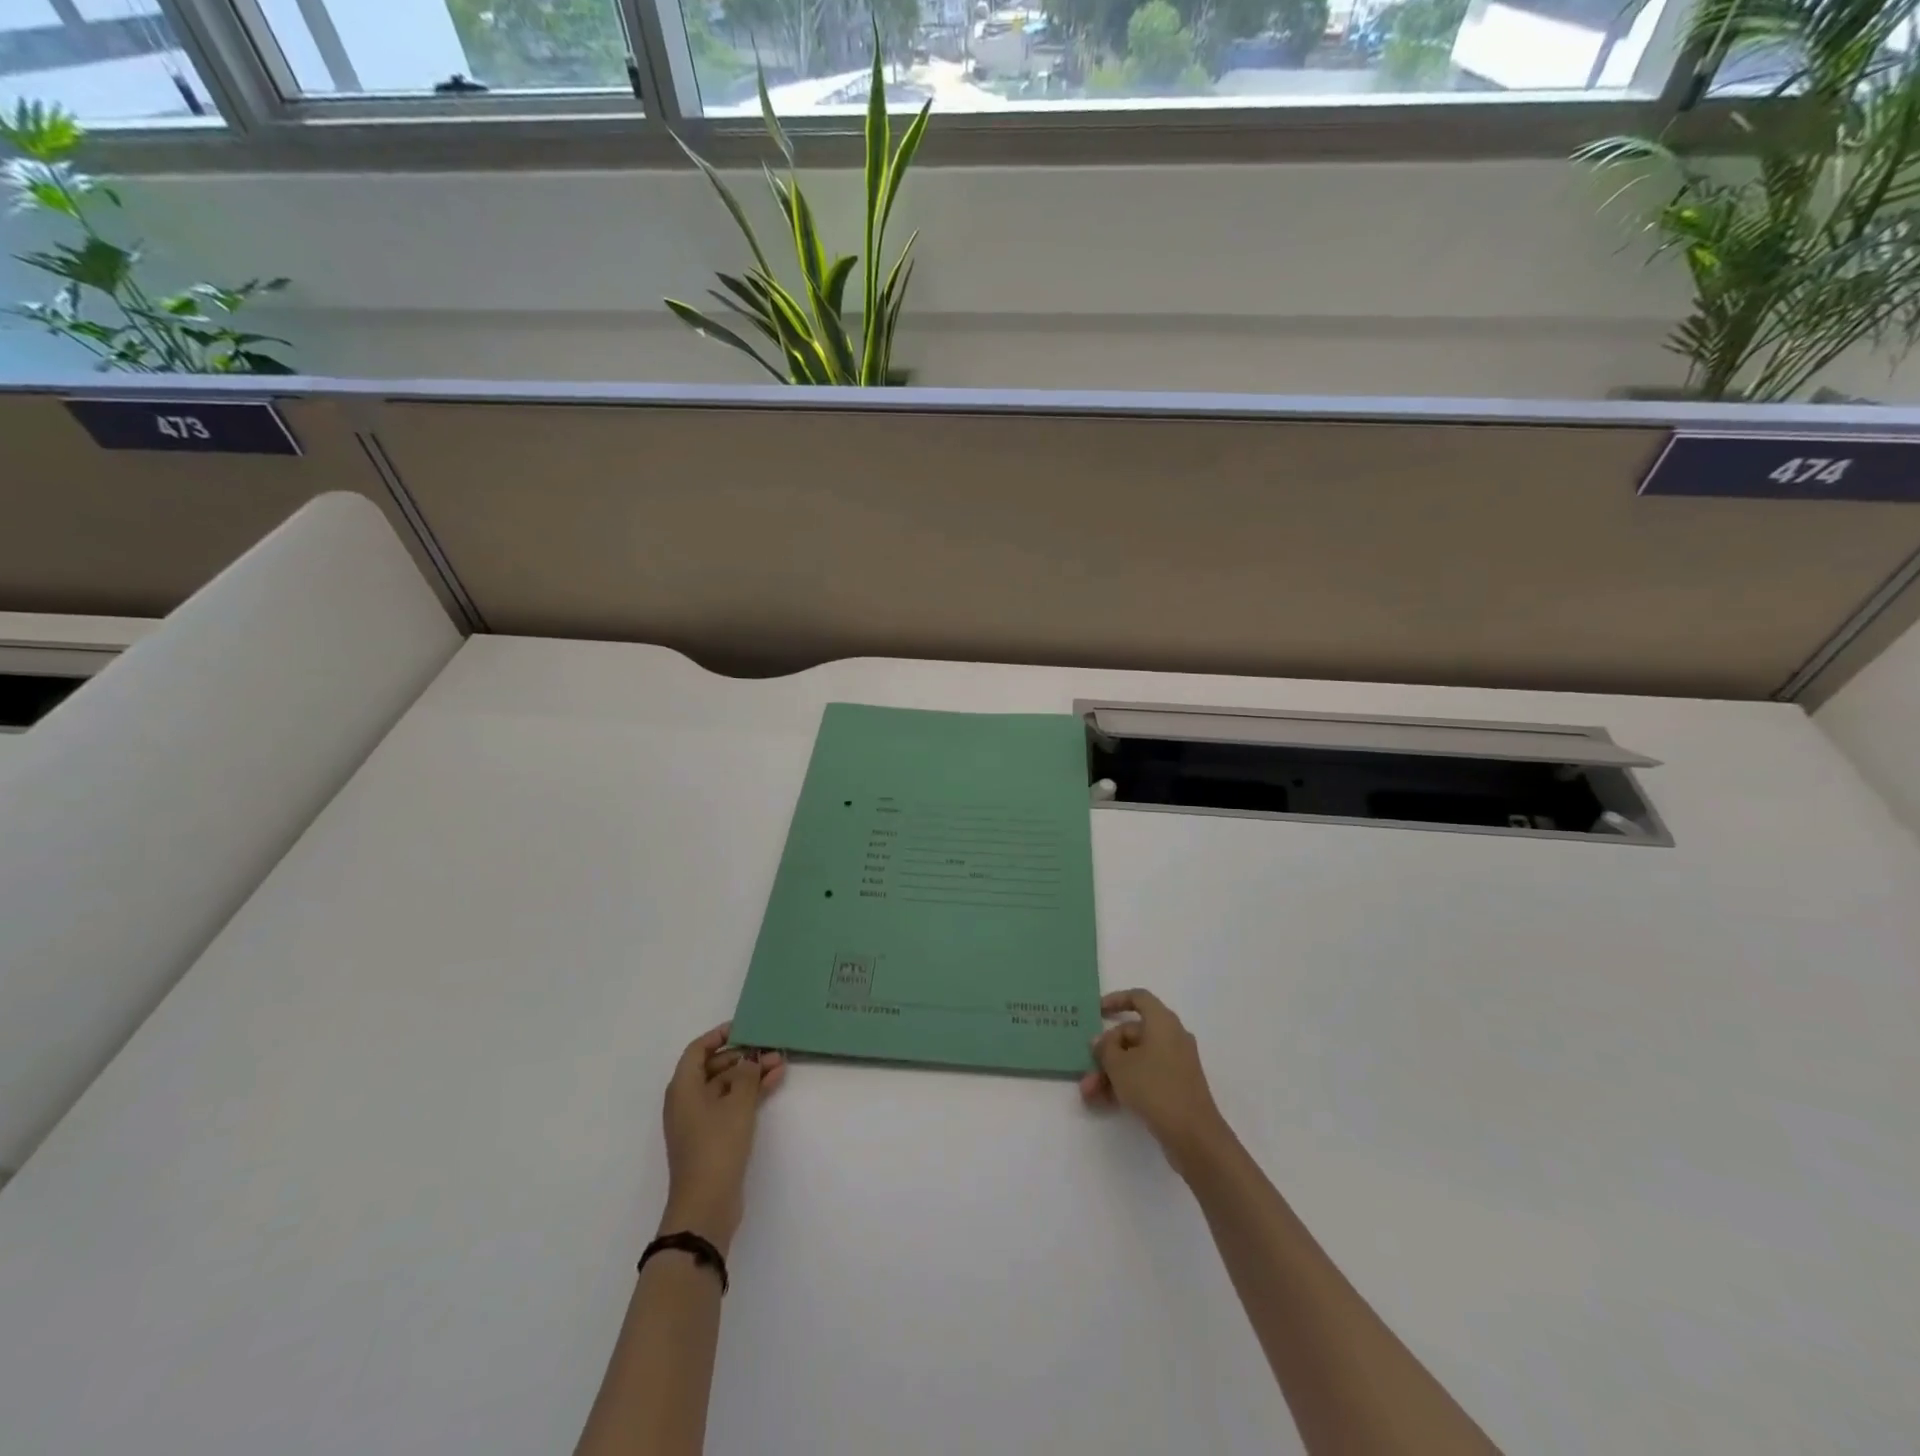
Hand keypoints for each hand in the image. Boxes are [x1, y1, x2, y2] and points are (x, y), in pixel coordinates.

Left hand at [659, 1023, 785, 1254]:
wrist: (706, 1206)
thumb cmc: (716, 1146)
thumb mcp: (737, 1103)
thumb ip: (746, 1074)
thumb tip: (749, 1059)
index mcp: (683, 1088)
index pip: (698, 1049)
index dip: (720, 1035)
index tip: (746, 1027)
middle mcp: (687, 1101)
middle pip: (714, 1067)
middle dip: (743, 1056)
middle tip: (771, 1048)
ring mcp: (699, 1121)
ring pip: (726, 1086)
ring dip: (751, 1074)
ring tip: (781, 1064)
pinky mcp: (712, 1138)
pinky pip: (731, 1104)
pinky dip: (750, 1093)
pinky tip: (774, 1083)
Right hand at [1080, 989, 1229, 1170]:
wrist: (1193, 1135)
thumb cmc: (1154, 1087)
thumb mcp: (1119, 1065)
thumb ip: (1105, 1048)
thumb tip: (1100, 1040)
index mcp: (1162, 1022)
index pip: (1138, 998)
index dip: (1116, 1000)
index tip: (1096, 1011)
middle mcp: (1172, 1038)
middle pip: (1133, 1034)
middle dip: (1106, 1052)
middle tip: (1086, 1067)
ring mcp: (1176, 1064)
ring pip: (1136, 1060)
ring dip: (1110, 1073)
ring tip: (1088, 1093)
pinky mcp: (1176, 1087)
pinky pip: (1145, 1077)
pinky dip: (1125, 1085)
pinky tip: (1103, 1102)